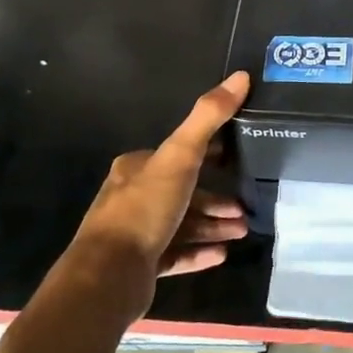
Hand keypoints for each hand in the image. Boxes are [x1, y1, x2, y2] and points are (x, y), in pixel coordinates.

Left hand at [72, 73, 251, 306]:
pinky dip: (200, 252)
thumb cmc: (144, 209)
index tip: (239, 162)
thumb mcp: (180, 155)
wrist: (108, 276)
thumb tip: (241, 76)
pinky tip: (223, 254)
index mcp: (137, 167)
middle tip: (245, 208)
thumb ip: (209, 116)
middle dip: (216, 199)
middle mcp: (133, 197)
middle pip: (184, 192)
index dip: (211, 156)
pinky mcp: (139, 266)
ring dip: (213, 225)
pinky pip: (176, 254)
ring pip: (182, 224)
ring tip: (243, 230)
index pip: (180, 155)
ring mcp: (135, 234)